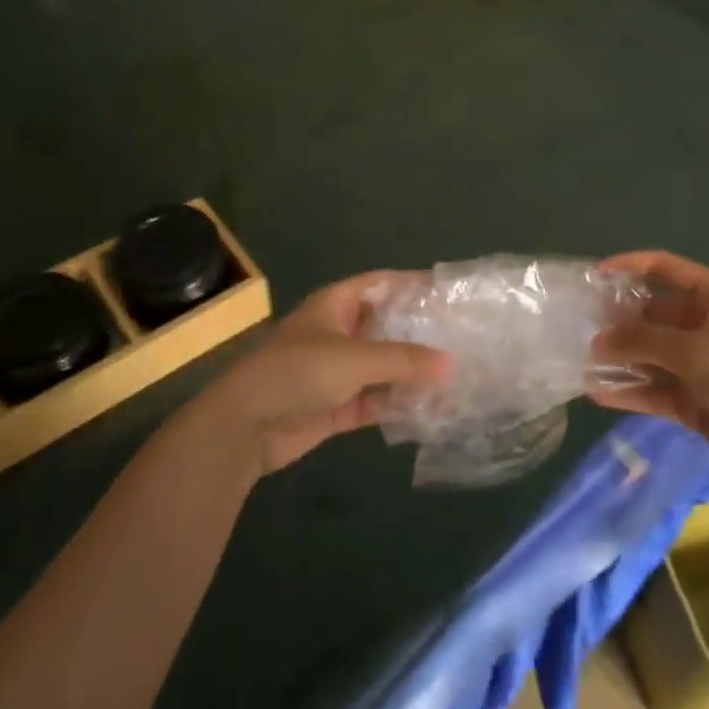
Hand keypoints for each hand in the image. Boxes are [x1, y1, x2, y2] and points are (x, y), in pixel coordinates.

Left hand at [193, 272, 449, 475]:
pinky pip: (376, 400)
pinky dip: (398, 404)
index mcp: (336, 305)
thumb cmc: (297, 372)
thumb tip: (450, 363)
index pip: (381, 284)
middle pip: (386, 326)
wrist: (244, 425)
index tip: (450, 293)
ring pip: (384, 366)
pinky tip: (431, 409)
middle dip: (420, 334)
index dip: (413, 285)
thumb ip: (402, 360)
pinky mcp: (338, 406)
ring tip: (457, 376)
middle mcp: (339, 332)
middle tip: (464, 339)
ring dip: (412, 373)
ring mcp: (338, 371)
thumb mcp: (353, 358)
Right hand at [587, 251, 708, 489]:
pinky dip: (629, 391)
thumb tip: (597, 342)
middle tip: (578, 322)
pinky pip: (654, 389)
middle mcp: (704, 326)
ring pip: (650, 353)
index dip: (630, 266)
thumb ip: (642, 341)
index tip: (594, 275)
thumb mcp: (695, 351)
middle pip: (652, 313)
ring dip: (620, 356)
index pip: (666, 269)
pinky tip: (596, 392)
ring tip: (580, 357)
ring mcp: (699, 365)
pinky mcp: (695, 400)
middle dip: (618, 318)